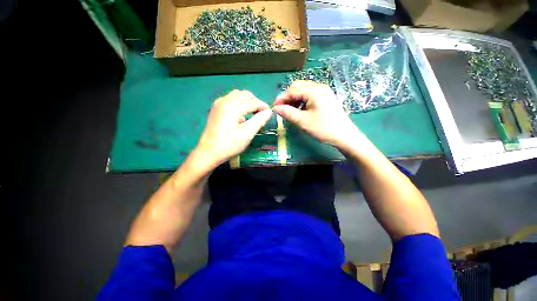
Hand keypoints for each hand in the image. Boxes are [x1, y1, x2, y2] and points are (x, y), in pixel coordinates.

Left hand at [196, 90, 272, 165]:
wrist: (209, 152)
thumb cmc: (229, 145)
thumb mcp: (247, 134)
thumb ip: (259, 121)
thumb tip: (269, 112)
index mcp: (232, 107)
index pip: (252, 102)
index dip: (263, 106)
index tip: (269, 112)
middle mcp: (225, 101)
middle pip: (245, 95)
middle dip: (255, 102)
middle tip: (261, 113)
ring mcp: (218, 104)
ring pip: (237, 95)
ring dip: (247, 101)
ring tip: (252, 113)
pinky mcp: (216, 108)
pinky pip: (230, 99)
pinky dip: (239, 103)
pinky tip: (240, 115)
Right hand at [273, 81, 361, 149]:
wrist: (344, 136)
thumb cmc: (323, 129)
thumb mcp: (303, 122)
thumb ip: (288, 113)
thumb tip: (275, 108)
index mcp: (314, 91)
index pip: (292, 89)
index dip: (281, 98)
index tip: (274, 108)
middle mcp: (320, 87)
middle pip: (298, 87)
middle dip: (287, 97)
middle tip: (282, 109)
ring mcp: (324, 91)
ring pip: (303, 90)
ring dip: (294, 99)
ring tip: (290, 110)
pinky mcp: (326, 97)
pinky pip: (310, 94)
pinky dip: (301, 100)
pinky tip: (300, 109)